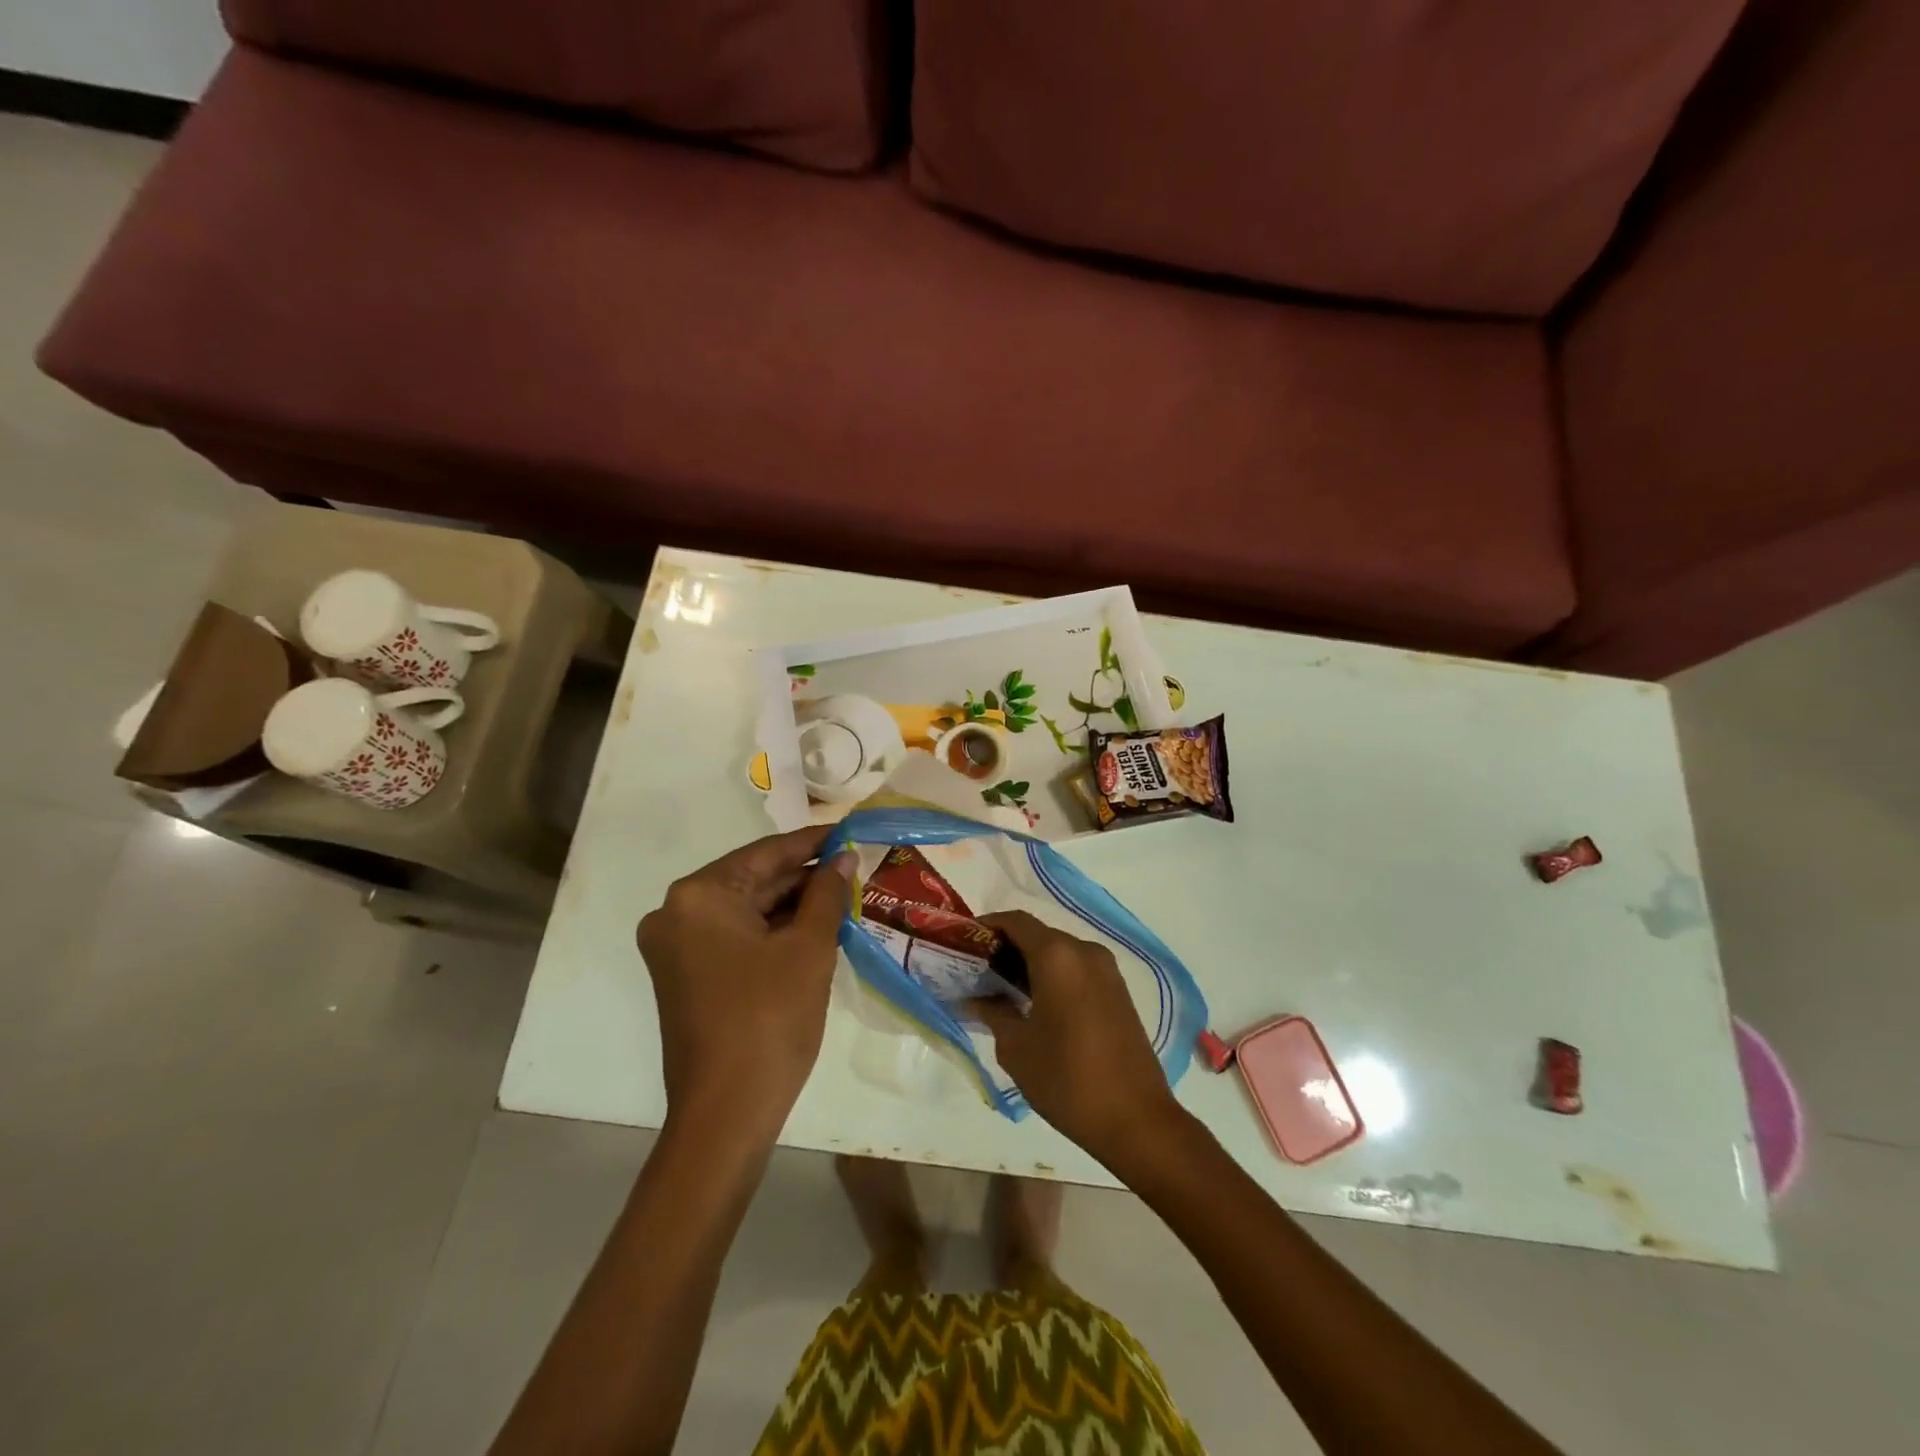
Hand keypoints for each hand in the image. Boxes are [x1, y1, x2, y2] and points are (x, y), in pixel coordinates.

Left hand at [637, 827, 854, 1143]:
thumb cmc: (770, 1019)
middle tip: (854, 868)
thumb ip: (827, 894)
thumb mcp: (809, 949)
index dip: (813, 842)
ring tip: (843, 896)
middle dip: (804, 877)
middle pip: (753, 880)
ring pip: (746, 910)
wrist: (726, 1114)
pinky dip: (772, 931)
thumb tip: (843, 858)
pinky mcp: (686, 975)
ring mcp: (677, 947)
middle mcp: (677, 913)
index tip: (850, 830)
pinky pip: (735, 936)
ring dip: (792, 905)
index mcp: (699, 896)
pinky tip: (814, 927)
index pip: (766, 853)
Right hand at [969, 911, 1186, 1170]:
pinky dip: (1053, 976)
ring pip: (1059, 952)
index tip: (964, 944)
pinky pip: (1077, 970)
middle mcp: (1084, 952)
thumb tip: (975, 997)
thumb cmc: (1067, 1079)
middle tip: (976, 971)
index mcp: (1057, 956)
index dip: (986, 927)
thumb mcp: (1016, 1048)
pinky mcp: (1118, 991)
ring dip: (1030, 963)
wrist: (1136, 1119)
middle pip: (1038, 934)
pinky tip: (1034, 1004)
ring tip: (1000, 990)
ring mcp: (1107, 970)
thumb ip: (993, 1012)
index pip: (1015, 921)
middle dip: (1006, 947)